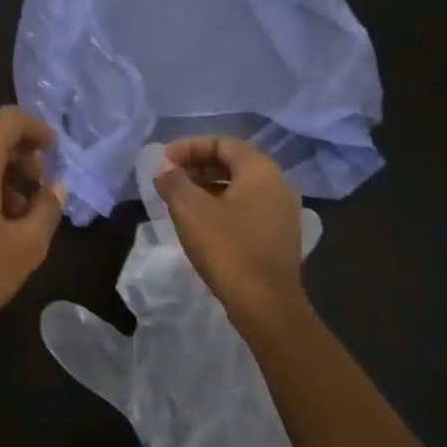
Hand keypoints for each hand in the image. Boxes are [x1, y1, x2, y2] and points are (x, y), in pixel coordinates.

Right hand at [154, 136, 308, 328]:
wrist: (266, 304)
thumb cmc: (228, 249)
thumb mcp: (191, 211)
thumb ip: (174, 182)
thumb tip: (164, 168)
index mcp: (261, 171)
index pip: (223, 143)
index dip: (190, 147)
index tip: (163, 161)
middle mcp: (278, 184)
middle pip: (234, 162)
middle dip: (199, 165)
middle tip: (170, 178)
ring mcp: (282, 211)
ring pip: (241, 186)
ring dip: (209, 186)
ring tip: (181, 199)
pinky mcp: (279, 235)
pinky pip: (248, 207)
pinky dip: (223, 205)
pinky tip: (203, 222)